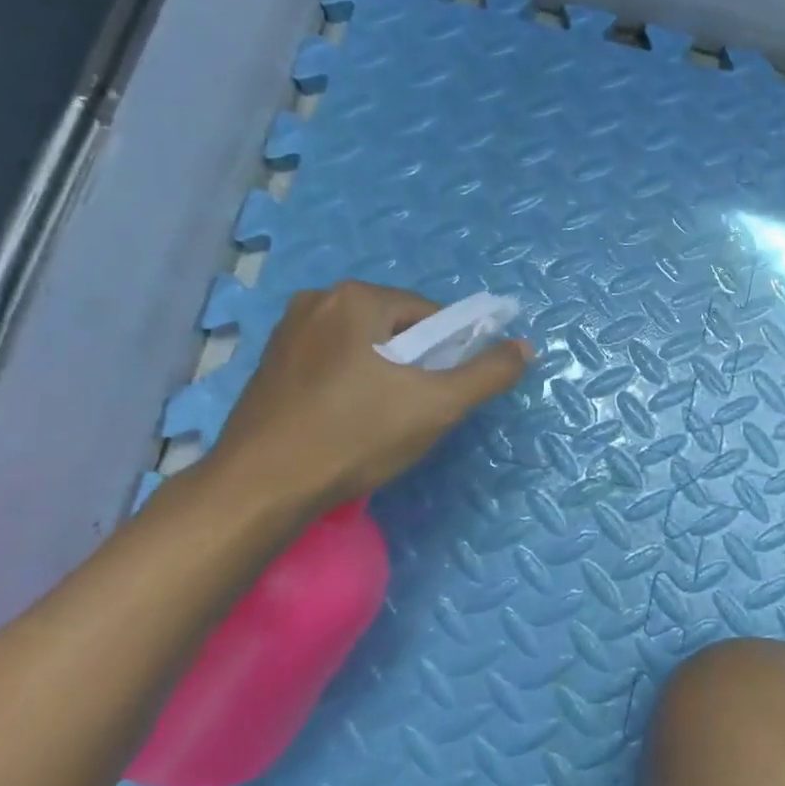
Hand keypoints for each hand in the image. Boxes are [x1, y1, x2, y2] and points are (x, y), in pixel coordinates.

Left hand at [206, 283, 529, 513]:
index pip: (431, 316)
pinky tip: (347, 424)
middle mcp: (317, 300)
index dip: (450, 355)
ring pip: (365, 348)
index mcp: (356, 297)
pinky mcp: (270, 365)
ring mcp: (287, 332)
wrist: (260, 488)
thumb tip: (524, 347)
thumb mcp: (438, 405)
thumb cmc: (355, 436)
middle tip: (414, 414)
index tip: (443, 395)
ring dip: (384, 378)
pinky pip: (332, 364)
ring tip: (380, 423)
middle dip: (415, 367)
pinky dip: (351, 386)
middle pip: (397, 329)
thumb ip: (488, 373)